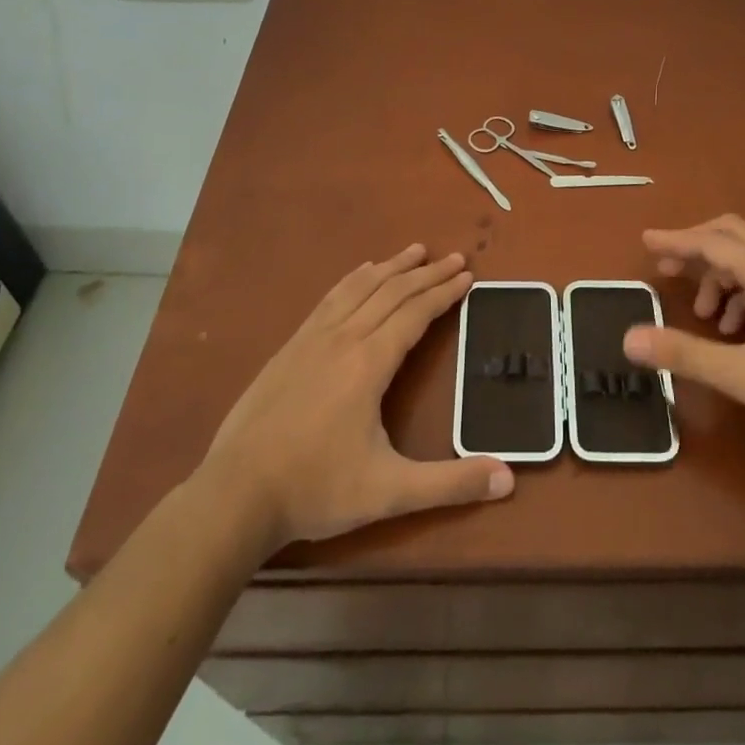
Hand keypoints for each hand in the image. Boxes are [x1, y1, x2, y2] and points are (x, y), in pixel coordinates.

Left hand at [199, 244, 512, 550]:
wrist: (235, 495)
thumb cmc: (316, 489)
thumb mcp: (390, 492)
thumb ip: (450, 484)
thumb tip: (509, 479)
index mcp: (370, 363)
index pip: (415, 313)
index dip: (444, 292)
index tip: (467, 275)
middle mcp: (344, 338)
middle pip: (392, 291)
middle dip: (427, 273)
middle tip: (454, 257)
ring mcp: (313, 338)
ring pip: (360, 287)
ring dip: (392, 266)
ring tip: (415, 250)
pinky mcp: (291, 346)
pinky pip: (331, 298)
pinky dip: (354, 278)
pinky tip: (361, 272)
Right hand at [622, 214, 744, 457]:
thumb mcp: (740, 374)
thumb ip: (684, 353)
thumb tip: (630, 338)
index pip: (712, 243)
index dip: (676, 240)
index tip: (645, 241)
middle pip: (733, 237)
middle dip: (696, 249)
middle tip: (668, 269)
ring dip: (720, 277)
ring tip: (706, 316)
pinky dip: (742, 295)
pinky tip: (737, 332)